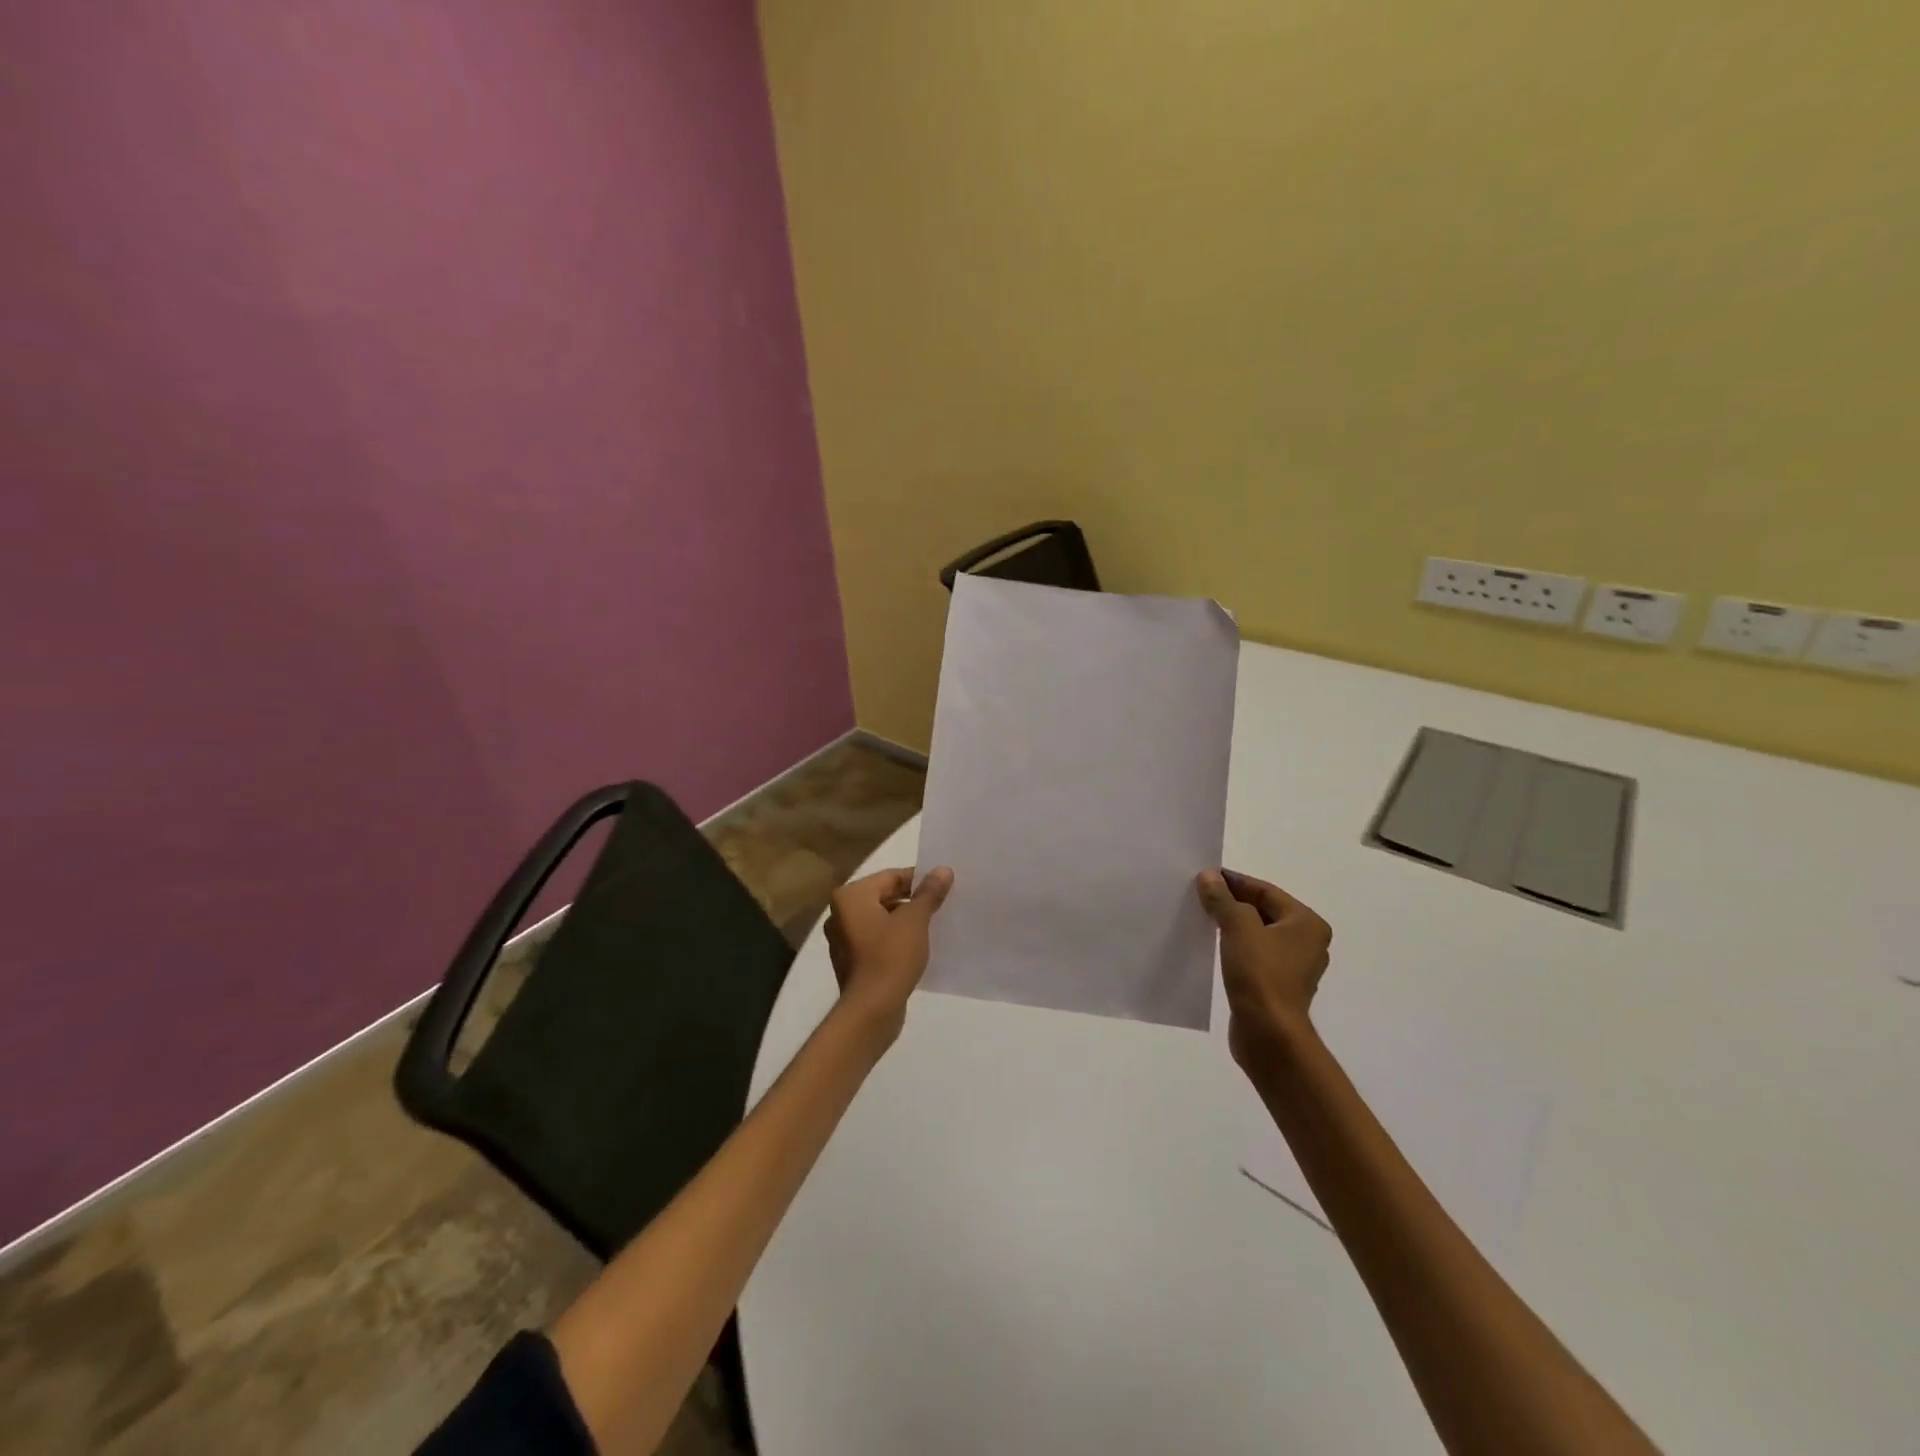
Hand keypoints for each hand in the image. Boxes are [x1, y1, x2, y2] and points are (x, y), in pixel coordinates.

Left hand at [824, 866, 953, 1040]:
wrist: (871, 1009)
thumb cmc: (890, 956)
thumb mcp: (915, 920)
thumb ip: (929, 893)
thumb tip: (943, 870)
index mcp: (850, 896)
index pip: (890, 877)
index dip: (919, 879)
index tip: (943, 886)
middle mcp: (840, 913)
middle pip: (883, 896)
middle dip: (912, 900)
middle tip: (941, 905)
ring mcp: (842, 938)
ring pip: (880, 918)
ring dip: (904, 920)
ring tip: (933, 925)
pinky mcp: (850, 960)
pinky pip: (876, 939)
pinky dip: (894, 938)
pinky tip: (917, 946)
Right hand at [1196, 869, 1332, 1072]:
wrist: (1268, 1035)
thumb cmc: (1260, 974)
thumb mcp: (1238, 927)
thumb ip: (1223, 899)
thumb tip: (1209, 876)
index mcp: (1306, 924)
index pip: (1266, 891)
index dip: (1235, 881)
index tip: (1205, 877)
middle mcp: (1306, 942)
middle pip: (1263, 911)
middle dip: (1232, 902)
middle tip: (1200, 894)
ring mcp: (1293, 967)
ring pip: (1257, 934)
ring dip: (1231, 924)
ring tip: (1202, 917)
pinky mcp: (1277, 986)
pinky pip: (1254, 955)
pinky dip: (1235, 946)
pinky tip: (1212, 945)